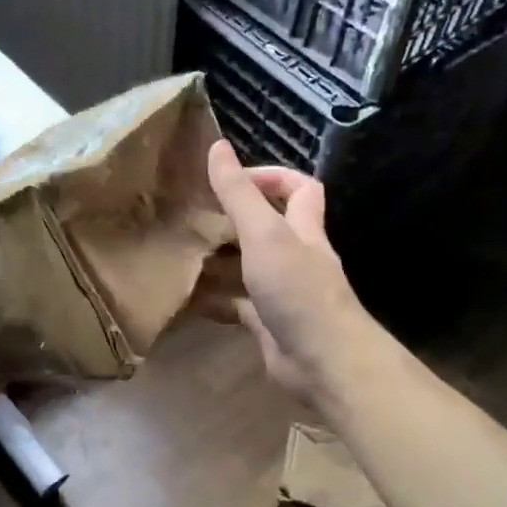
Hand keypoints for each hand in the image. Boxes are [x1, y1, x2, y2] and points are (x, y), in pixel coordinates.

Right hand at [206, 141, 370, 406]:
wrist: (323, 361)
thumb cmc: (298, 290)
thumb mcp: (264, 234)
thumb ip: (239, 194)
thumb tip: (217, 146)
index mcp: (303, 229)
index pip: (300, 189)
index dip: (272, 177)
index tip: (232, 180)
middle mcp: (297, 256)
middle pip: (271, 226)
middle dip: (236, 218)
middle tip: (196, 216)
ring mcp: (283, 291)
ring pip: (250, 266)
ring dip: (222, 259)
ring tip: (184, 251)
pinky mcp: (268, 322)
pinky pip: (238, 304)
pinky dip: (216, 299)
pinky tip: (189, 297)